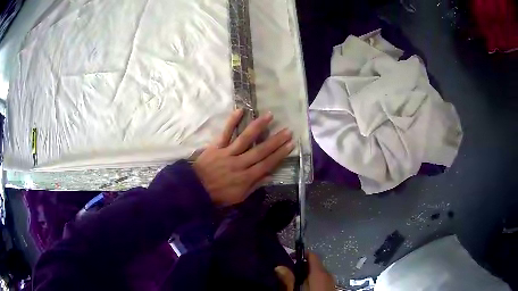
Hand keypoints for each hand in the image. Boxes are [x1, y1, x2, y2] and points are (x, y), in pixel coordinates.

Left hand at [193, 109, 294, 205]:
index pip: (267, 164)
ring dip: (258, 126)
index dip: (280, 154)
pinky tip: (240, 110)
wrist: (195, 189)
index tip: (291, 144)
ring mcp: (228, 153)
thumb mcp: (239, 197)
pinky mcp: (216, 146)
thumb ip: (255, 185)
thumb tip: (270, 175)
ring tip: (269, 115)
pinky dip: (232, 121)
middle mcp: (240, 163)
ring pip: (245, 138)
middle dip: (276, 140)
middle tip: (287, 130)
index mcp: (246, 177)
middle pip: (261, 150)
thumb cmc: (219, 195)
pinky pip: (225, 133)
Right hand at [275, 252, 334, 290]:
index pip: (313, 256)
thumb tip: (279, 267)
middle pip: (315, 265)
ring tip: (293, 281)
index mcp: (319, 274)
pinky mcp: (331, 290)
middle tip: (287, 272)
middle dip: (301, 266)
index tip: (288, 257)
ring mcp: (331, 283)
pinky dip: (313, 281)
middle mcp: (328, 276)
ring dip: (306, 275)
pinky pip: (322, 281)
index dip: (300, 254)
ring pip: (318, 273)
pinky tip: (304, 289)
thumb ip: (287, 280)